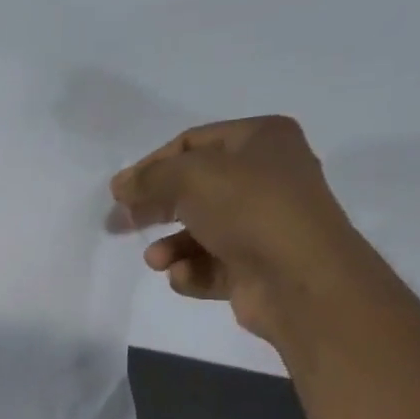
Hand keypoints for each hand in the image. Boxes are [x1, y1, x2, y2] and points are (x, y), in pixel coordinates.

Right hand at [109, 115, 364, 345]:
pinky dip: (192, 272)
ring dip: (170, 247)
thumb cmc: (250, 210)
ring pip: (199, 232)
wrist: (300, 279)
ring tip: (156, 260)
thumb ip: (149, 178)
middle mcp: (266, 178)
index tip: (119, 193)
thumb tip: (120, 187)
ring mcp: (262, 226)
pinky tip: (185, 276)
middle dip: (155, 209)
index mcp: (261, 140)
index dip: (151, 166)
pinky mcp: (255, 268)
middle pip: (193, 189)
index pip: (192, 143)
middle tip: (120, 225)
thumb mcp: (191, 177)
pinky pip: (211, 266)